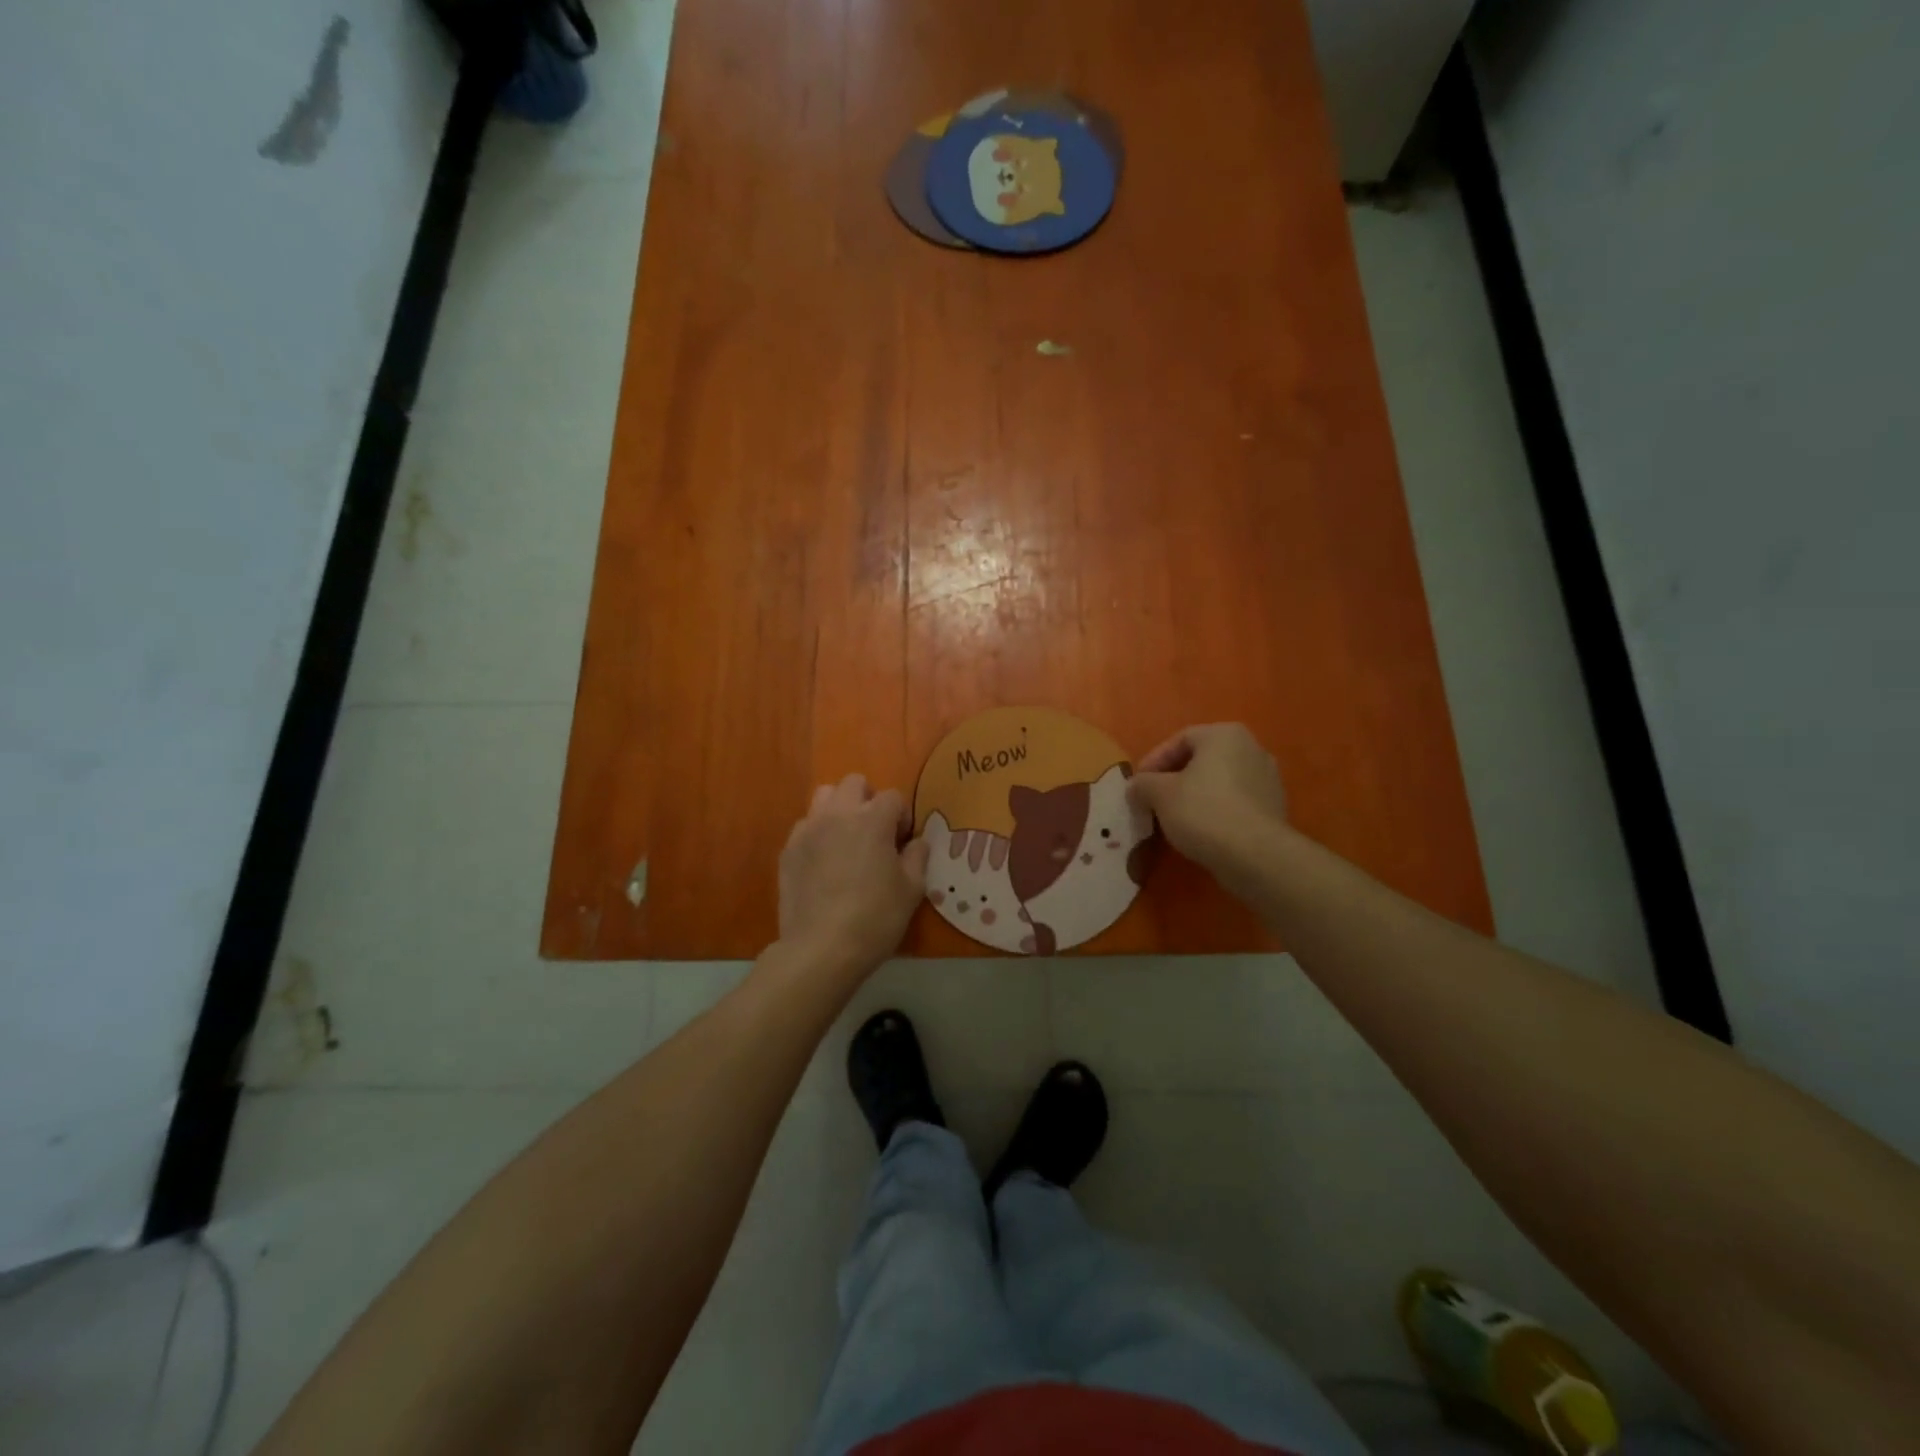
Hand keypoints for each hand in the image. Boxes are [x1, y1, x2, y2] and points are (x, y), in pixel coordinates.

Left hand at [777, 774, 930, 977]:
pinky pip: (805, 826)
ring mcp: (809, 830)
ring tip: (846, 840)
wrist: (821, 948)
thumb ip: (917, 857)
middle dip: (868, 800)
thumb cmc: (875, 917)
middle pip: (854, 783)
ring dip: (839, 809)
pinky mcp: (788, 850)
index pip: (892, 797)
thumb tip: (916, 842)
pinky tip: (824, 863)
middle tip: (874, 832)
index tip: (902, 842)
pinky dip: (817, 834)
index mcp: (873, 820)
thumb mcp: (912, 890)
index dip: (901, 817)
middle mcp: (838, 814)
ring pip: (823, 797)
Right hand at [1128, 724, 1288, 878]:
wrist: (1255, 855)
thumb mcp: (1159, 794)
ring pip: (1219, 782)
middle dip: (1174, 779)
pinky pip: (1236, 803)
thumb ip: (1142, 784)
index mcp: (1224, 735)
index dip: (1153, 761)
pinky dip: (1216, 811)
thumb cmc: (1203, 811)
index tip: (1137, 785)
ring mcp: (1268, 779)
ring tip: (1174, 819)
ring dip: (1195, 796)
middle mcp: (1252, 748)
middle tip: (1153, 800)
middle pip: (1202, 760)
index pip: (1180, 740)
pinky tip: (1201, 831)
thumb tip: (1136, 787)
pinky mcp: (1275, 808)